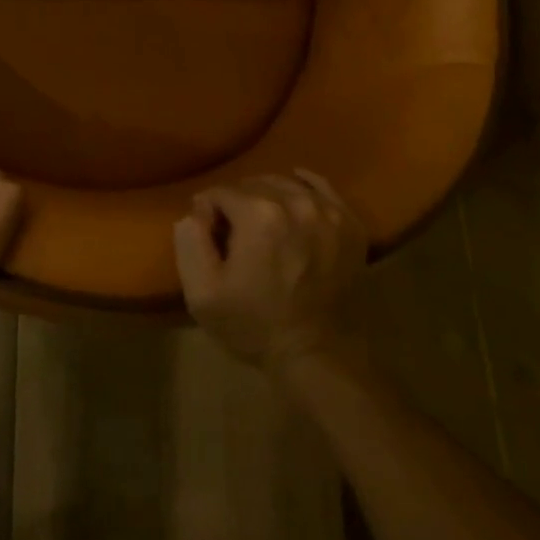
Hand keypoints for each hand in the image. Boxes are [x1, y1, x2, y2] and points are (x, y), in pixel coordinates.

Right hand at [174, 170, 368, 371]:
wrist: (315, 356)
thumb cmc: (253, 324)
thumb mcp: (202, 292)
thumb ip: (189, 240)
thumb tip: (196, 210)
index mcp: (258, 215)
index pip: (220, 192)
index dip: (209, 212)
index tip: (210, 236)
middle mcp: (296, 202)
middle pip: (253, 184)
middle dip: (237, 203)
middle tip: (235, 234)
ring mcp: (328, 212)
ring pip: (286, 183)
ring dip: (268, 197)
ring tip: (263, 224)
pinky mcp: (350, 225)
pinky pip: (323, 188)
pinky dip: (305, 186)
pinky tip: (295, 196)